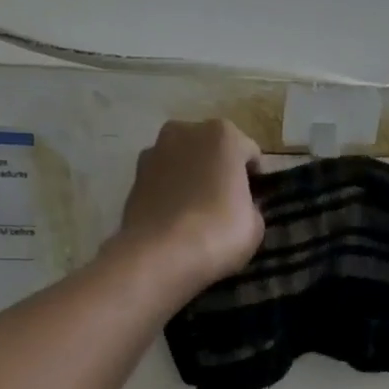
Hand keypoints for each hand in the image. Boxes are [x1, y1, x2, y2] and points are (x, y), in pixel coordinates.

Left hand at [112, 119, 264, 297]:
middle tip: (226, 204)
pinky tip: (175, 220)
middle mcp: (185, 132)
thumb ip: (250, 205)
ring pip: (184, 162)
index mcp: (223, 135)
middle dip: (220, 171)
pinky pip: (163, 181)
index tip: (254, 201)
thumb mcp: (255, 224)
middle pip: (212, 150)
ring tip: (197, 212)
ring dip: (192, 178)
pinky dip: (170, 193)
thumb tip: (239, 205)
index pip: (250, 154)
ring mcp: (154, 151)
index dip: (255, 179)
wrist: (159, 256)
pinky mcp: (133, 177)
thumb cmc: (218, 233)